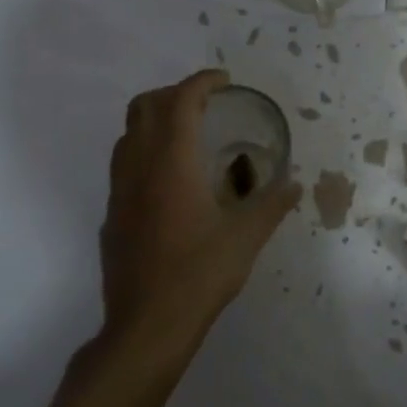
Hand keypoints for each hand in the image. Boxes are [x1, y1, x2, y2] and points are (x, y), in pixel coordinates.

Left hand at [99, 71, 302, 367]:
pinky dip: (144, 151)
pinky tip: (168, 181)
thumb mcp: (246, 238)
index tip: (224, 81)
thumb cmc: (199, 275)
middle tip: (204, 104)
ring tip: (186, 135)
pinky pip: (123, 164)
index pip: (180, 101)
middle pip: (144, 106)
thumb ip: (272, 205)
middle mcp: (139, 167)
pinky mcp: (111, 214)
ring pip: (128, 134)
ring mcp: (119, 190)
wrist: (146, 326)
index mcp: (172, 163)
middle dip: (173, 93)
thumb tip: (294, 184)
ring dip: (154, 120)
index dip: (201, 82)